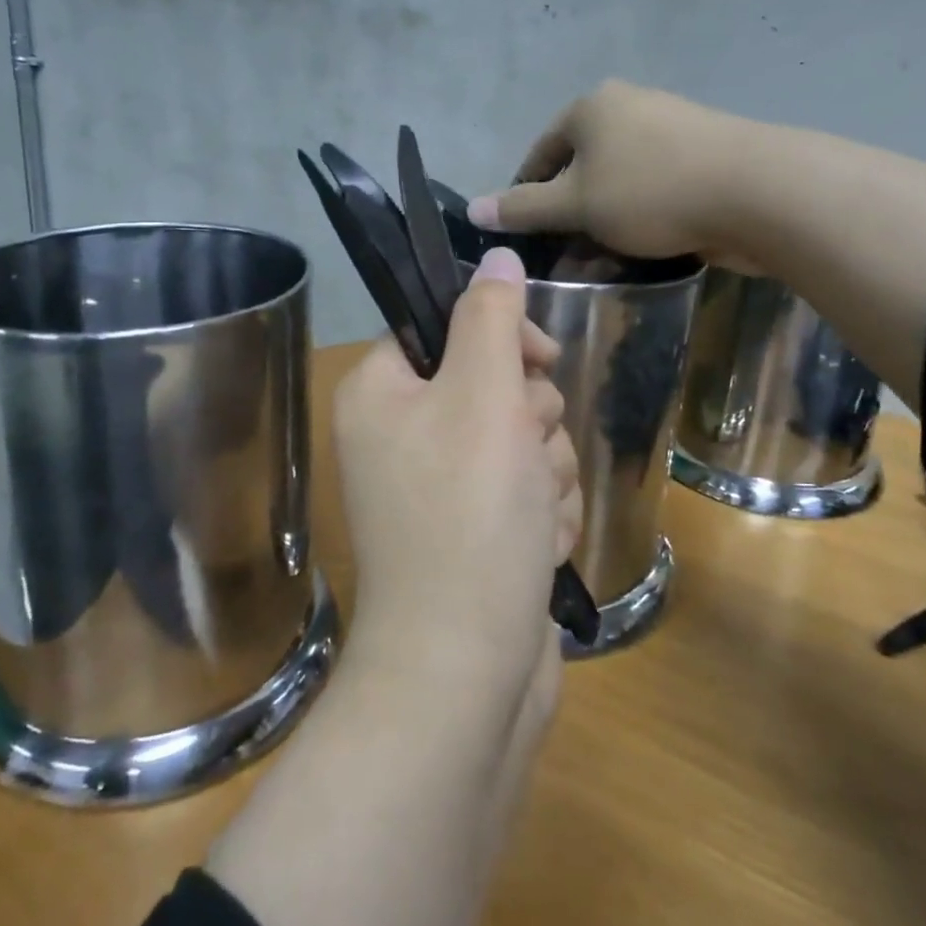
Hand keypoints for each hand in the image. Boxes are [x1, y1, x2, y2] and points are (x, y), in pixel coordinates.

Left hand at [333, 247, 581, 725]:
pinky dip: (542, 512)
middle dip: (531, 419)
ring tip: (531, 512)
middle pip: (494, 383)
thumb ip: (492, 317)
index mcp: (381, 391)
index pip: (448, 326)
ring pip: (523, 437)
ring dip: (544, 469)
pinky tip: (535, 546)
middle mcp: (403, 433)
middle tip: (525, 455)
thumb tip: (498, 253)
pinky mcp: (478, 530)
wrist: (466, 671)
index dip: (500, 339)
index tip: (536, 364)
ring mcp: (441, 487)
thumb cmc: (468, 516)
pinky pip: (527, 489)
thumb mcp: (482, 395)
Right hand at [468, 80, 752, 265]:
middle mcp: (628, 107)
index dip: (526, 197)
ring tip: (603, 261)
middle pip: (581, 168)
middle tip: (565, 257)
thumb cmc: (651, 192)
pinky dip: (641, 218)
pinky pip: (654, 190)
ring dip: (604, 222)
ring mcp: (671, 129)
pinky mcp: (703, 157)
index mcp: (591, 107)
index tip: (527, 239)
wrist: (758, 192)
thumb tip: (472, 209)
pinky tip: (644, 250)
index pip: (540, 154)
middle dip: (570, 216)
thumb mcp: (575, 205)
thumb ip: (523, 208)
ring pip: (619, 183)